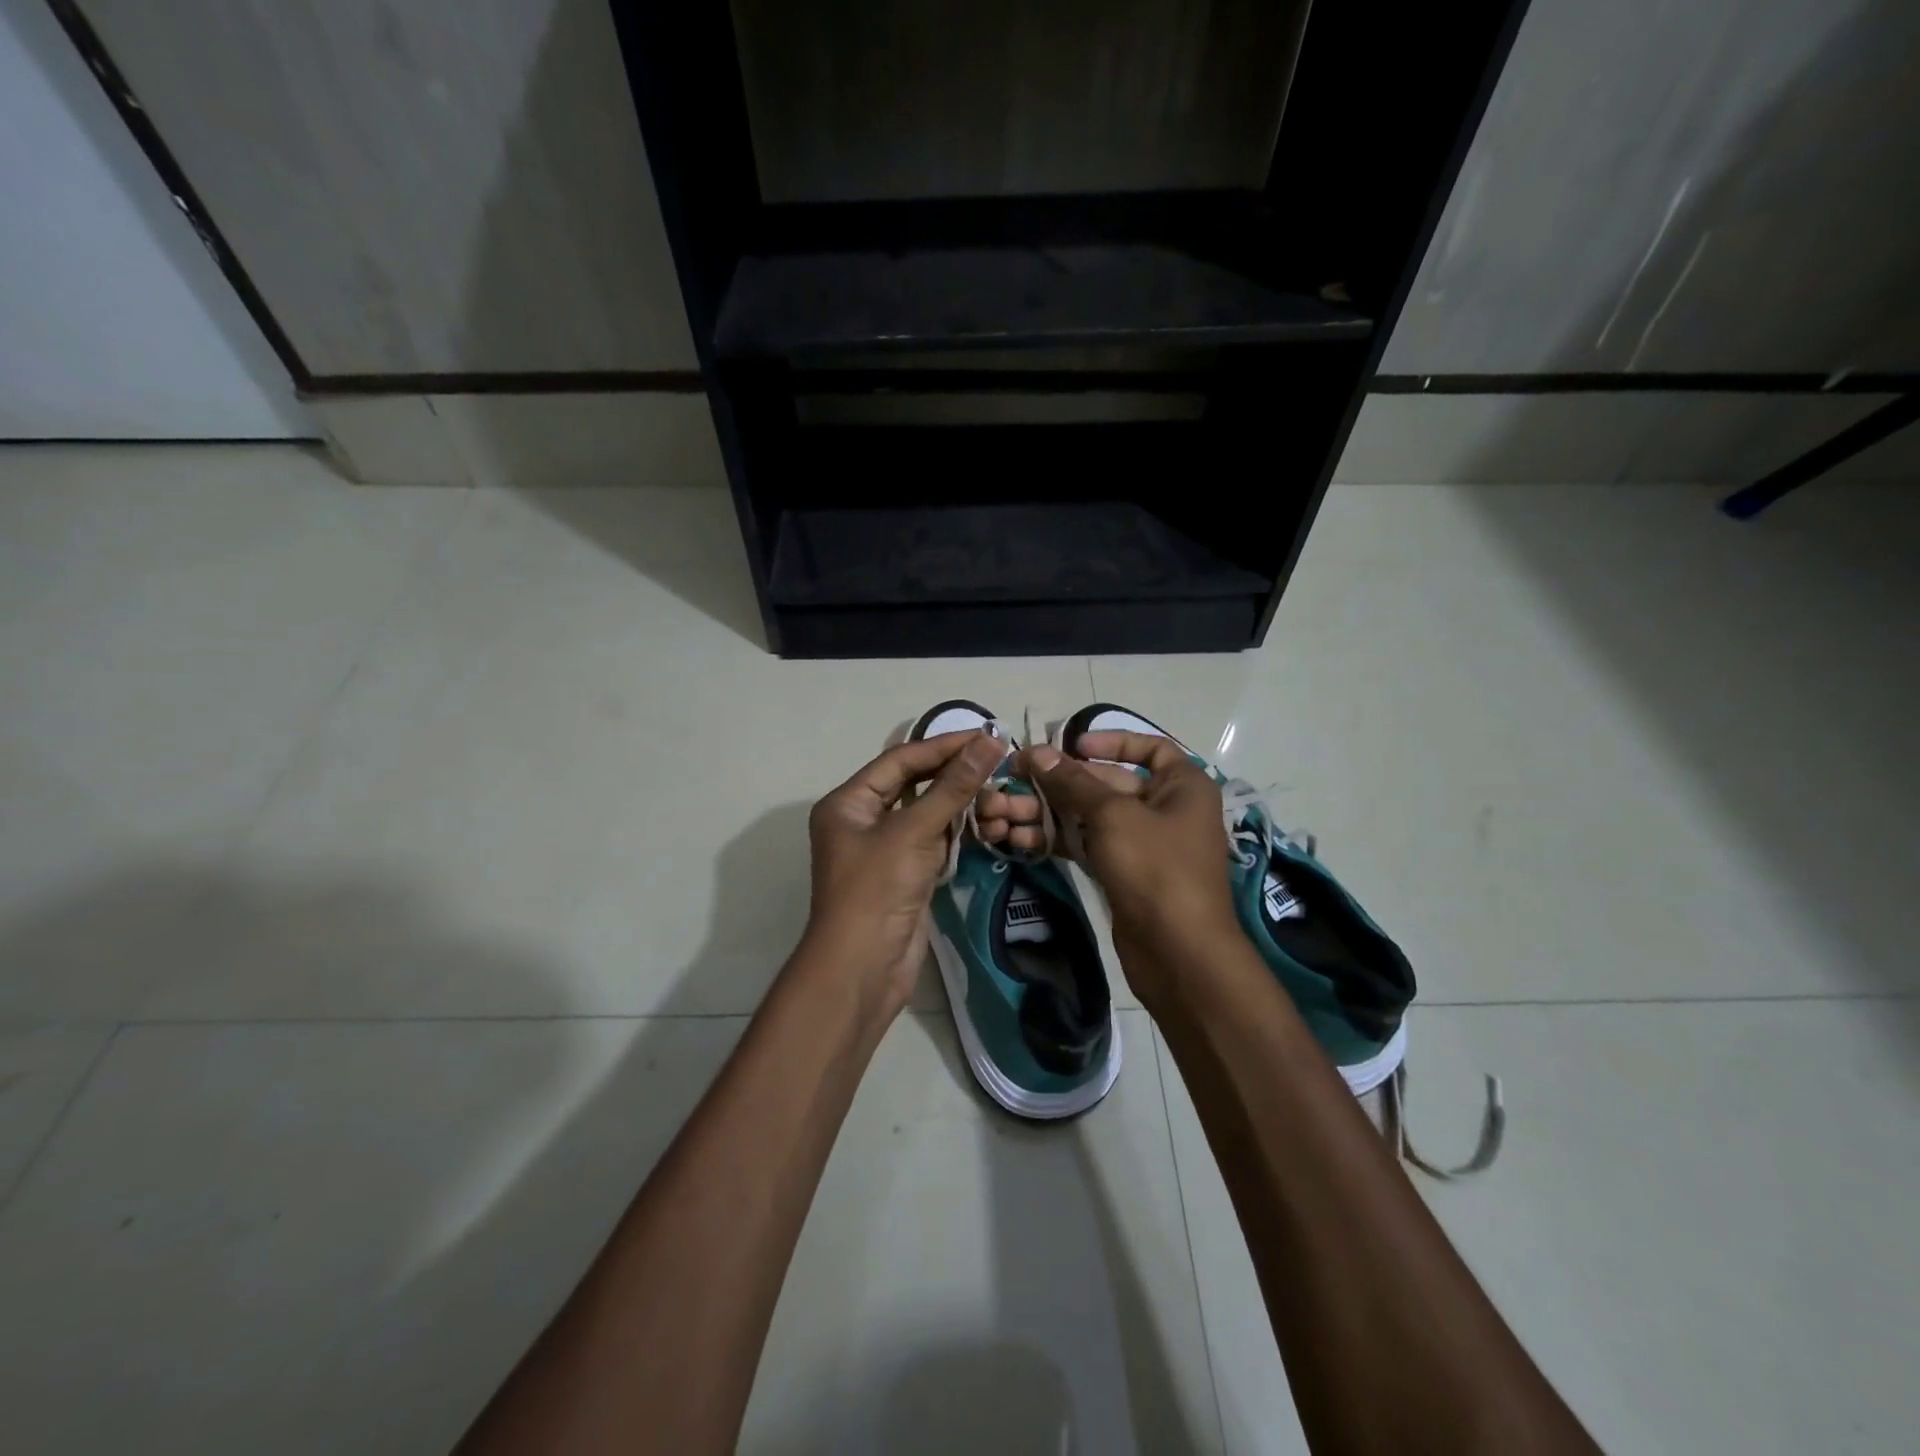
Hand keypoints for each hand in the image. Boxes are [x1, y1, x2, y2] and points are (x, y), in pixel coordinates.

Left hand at [802, 730, 1005, 1017]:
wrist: (864, 969)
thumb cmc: (877, 890)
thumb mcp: (914, 832)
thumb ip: (953, 786)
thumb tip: (989, 742)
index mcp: (848, 802)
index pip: (900, 760)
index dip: (942, 746)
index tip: (985, 735)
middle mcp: (862, 820)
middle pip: (913, 784)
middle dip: (953, 773)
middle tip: (997, 758)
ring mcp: (884, 849)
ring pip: (926, 813)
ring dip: (959, 803)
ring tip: (999, 788)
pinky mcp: (905, 874)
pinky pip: (933, 841)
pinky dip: (957, 831)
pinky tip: (986, 820)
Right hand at [1013, 733, 1242, 1008]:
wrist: (1178, 952)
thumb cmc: (1156, 868)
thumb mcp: (1113, 815)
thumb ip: (1073, 782)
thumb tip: (1037, 752)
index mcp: (1182, 785)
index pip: (1149, 748)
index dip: (1110, 740)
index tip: (1071, 745)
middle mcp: (1166, 809)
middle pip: (1108, 782)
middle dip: (1061, 781)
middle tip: (1015, 776)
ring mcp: (1144, 844)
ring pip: (1091, 816)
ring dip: (1050, 812)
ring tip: (1006, 810)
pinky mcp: (1124, 872)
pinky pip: (1088, 844)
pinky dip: (1059, 839)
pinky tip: (1021, 837)